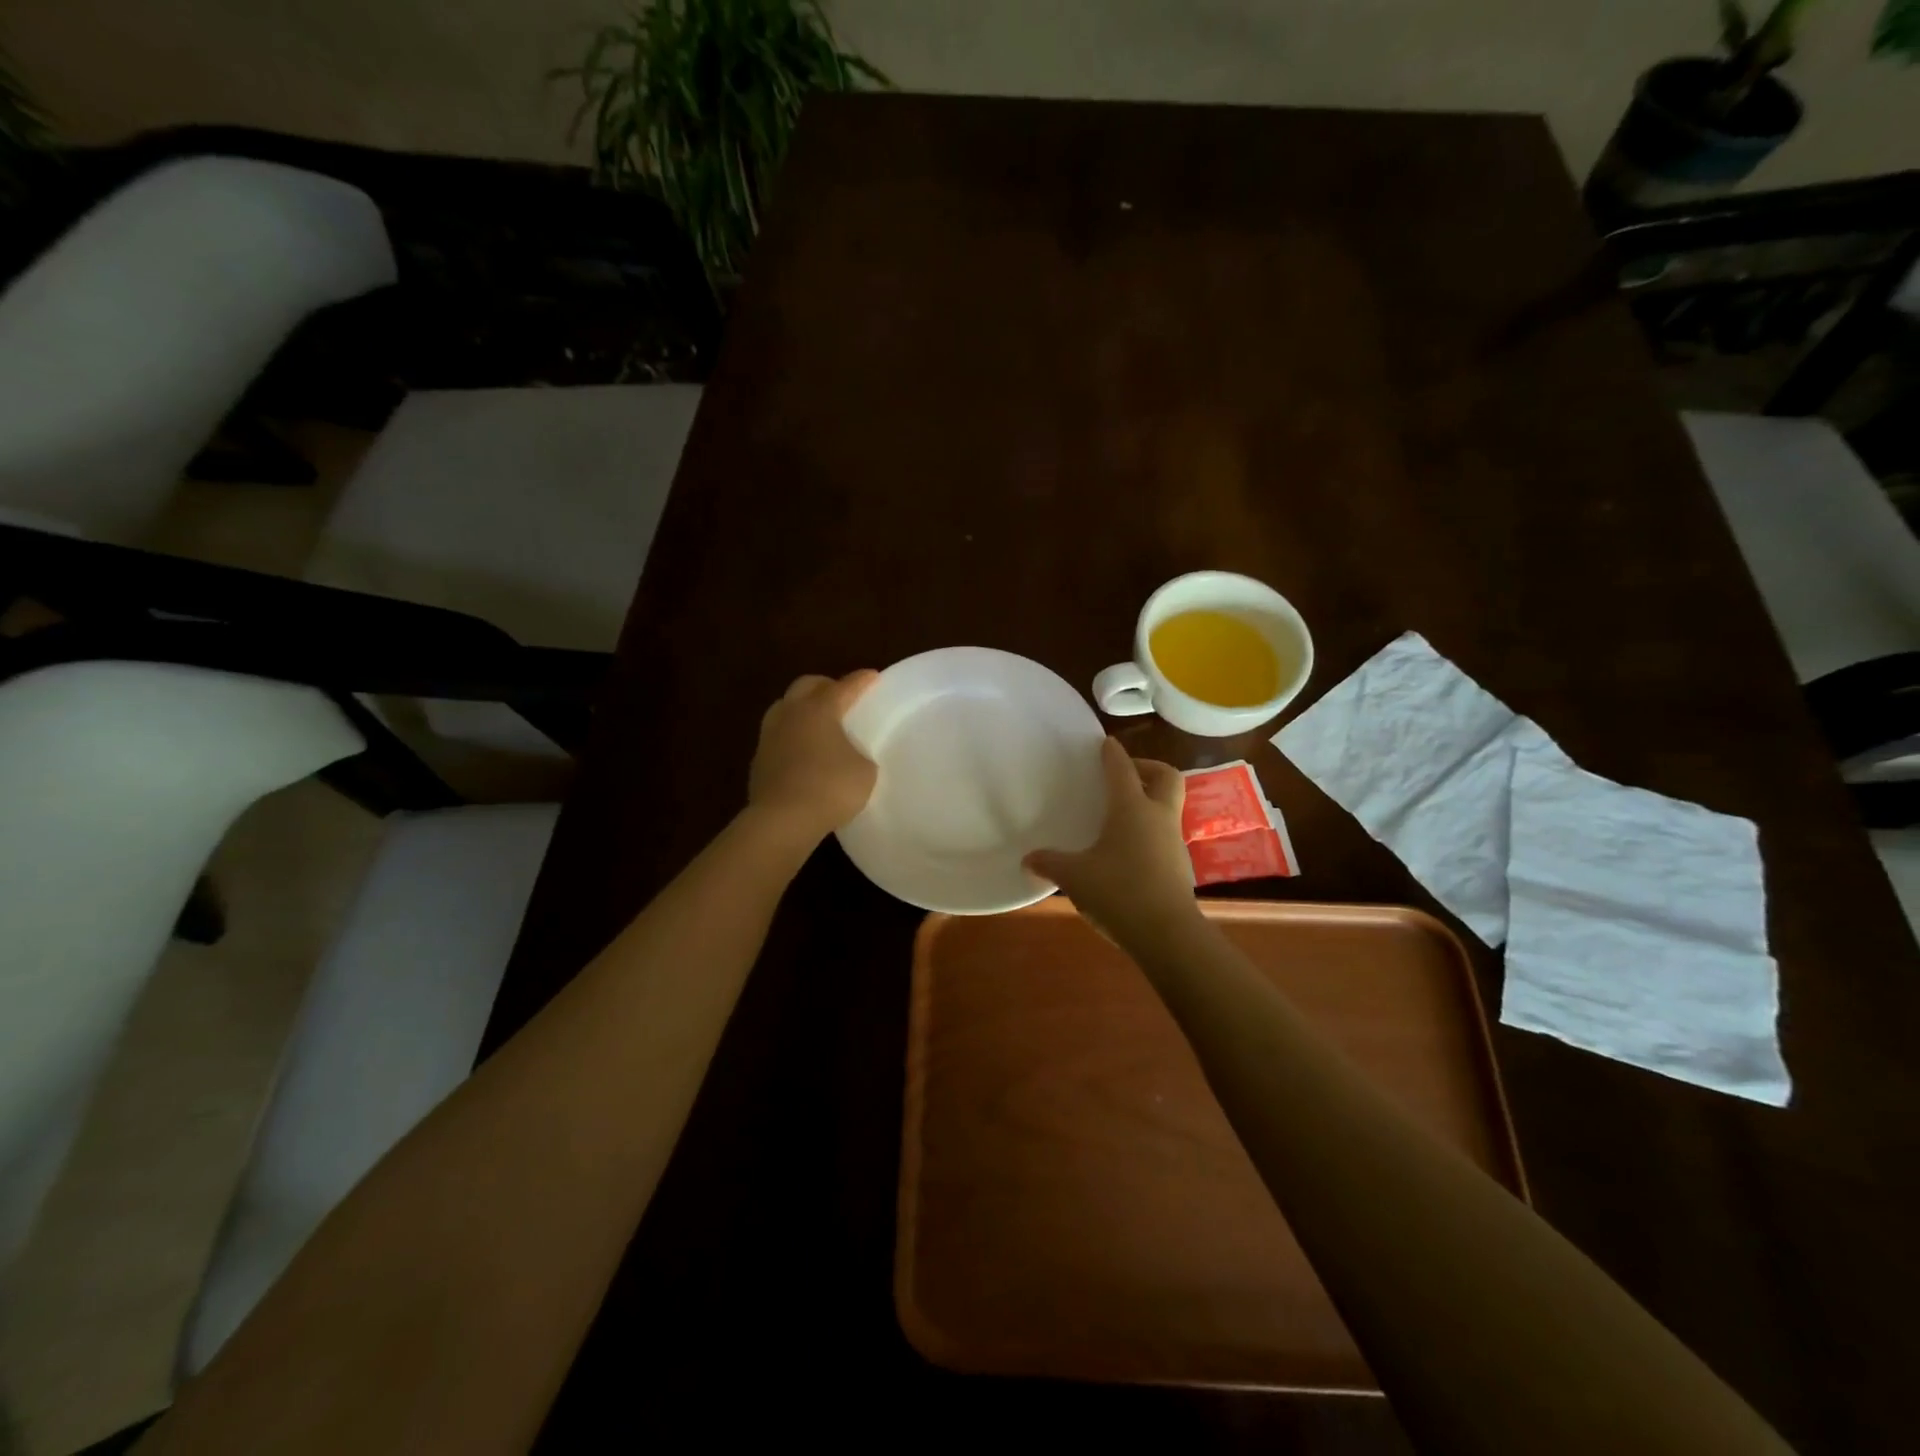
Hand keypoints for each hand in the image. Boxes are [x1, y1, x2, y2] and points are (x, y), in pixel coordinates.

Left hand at [748, 670, 879, 841]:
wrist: (782, 820)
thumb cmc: (830, 788)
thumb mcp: (864, 772)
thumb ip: (859, 755)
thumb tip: (850, 756)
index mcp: (819, 709)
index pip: (844, 687)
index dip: (861, 681)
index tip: (872, 676)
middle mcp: (791, 714)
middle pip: (806, 686)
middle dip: (825, 686)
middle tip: (841, 696)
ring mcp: (769, 736)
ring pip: (785, 708)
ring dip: (802, 708)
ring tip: (817, 722)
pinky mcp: (758, 760)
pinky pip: (777, 737)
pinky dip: (791, 736)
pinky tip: (802, 752)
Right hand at [1024, 737, 1198, 944]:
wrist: (1167, 934)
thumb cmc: (1118, 892)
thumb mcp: (1074, 877)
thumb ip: (1050, 863)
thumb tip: (1027, 860)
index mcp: (1131, 809)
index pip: (1122, 769)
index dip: (1112, 753)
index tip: (1105, 743)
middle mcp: (1158, 817)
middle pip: (1165, 777)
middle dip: (1148, 768)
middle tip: (1125, 774)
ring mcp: (1174, 842)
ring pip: (1168, 807)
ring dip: (1150, 802)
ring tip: (1121, 816)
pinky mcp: (1180, 867)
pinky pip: (1165, 836)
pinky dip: (1150, 832)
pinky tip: (1128, 852)